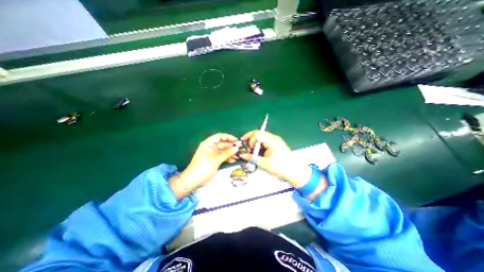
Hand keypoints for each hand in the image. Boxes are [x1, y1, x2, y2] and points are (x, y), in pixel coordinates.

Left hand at [169, 133, 238, 198]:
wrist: (194, 180)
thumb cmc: (203, 167)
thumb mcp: (216, 159)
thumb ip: (227, 153)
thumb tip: (236, 148)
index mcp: (208, 143)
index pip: (220, 136)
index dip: (228, 137)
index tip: (236, 140)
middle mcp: (211, 147)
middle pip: (223, 143)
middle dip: (231, 146)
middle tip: (240, 149)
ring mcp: (213, 154)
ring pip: (223, 151)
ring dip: (230, 153)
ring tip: (238, 156)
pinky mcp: (214, 160)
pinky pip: (223, 156)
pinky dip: (228, 158)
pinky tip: (233, 160)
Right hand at [239, 130, 313, 188]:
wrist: (296, 171)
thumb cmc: (281, 167)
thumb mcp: (265, 164)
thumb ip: (252, 158)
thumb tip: (242, 155)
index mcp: (272, 141)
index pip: (257, 134)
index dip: (250, 139)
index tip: (248, 147)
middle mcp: (273, 138)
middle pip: (259, 133)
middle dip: (250, 138)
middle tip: (244, 145)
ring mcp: (275, 140)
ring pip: (261, 136)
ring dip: (255, 141)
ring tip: (250, 149)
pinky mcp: (276, 144)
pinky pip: (265, 140)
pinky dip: (259, 144)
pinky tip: (257, 150)